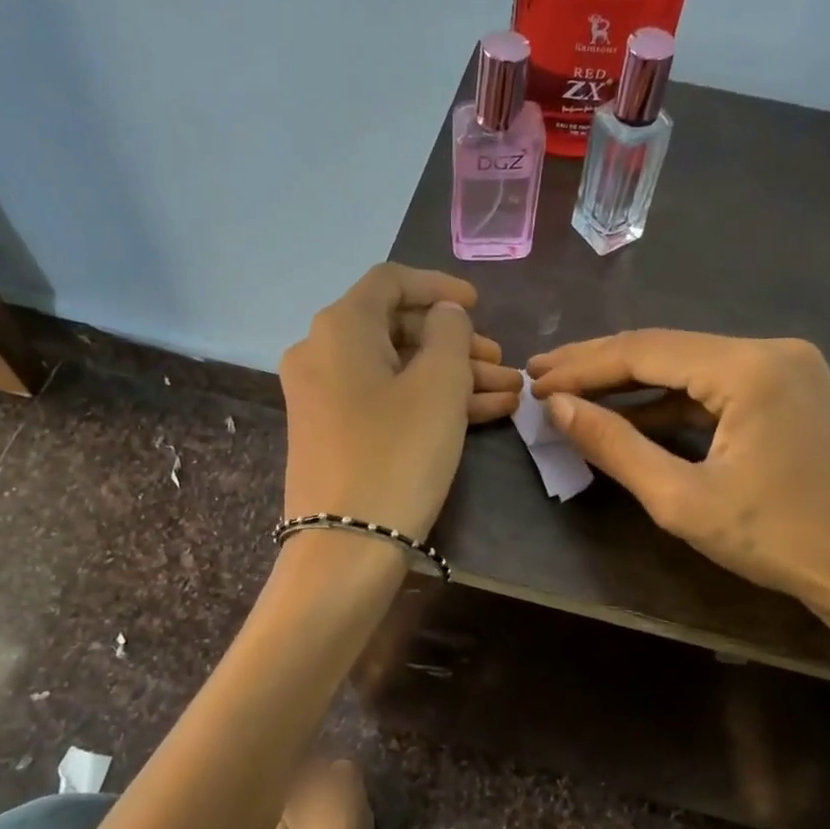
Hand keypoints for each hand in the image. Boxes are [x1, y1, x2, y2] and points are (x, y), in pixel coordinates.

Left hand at [280, 264, 520, 539]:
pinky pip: (385, 401)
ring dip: (453, 378)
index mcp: (339, 327)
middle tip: (502, 363)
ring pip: (397, 370)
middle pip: (397, 330)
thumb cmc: (397, 454)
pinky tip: (485, 414)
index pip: (390, 281)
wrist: (345, 547)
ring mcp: (323, 397)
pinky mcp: (333, 434)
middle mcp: (321, 353)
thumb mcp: (439, 385)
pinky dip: (428, 402)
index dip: (439, 286)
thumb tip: (444, 314)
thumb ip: (450, 334)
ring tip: (508, 394)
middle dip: (456, 344)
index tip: (479, 304)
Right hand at [528, 330, 829, 627]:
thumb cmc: (779, 541)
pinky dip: (671, 403)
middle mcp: (772, 350)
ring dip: (633, 385)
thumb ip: (614, 446)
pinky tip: (632, 417)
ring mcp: (788, 369)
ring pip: (691, 368)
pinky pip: (717, 388)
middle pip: (667, 349)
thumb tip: (558, 408)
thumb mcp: (682, 499)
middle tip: (541, 376)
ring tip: (574, 395)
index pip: (644, 350)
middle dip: (600, 367)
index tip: (533, 382)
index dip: (582, 367)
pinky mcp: (793, 393)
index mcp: (749, 367)